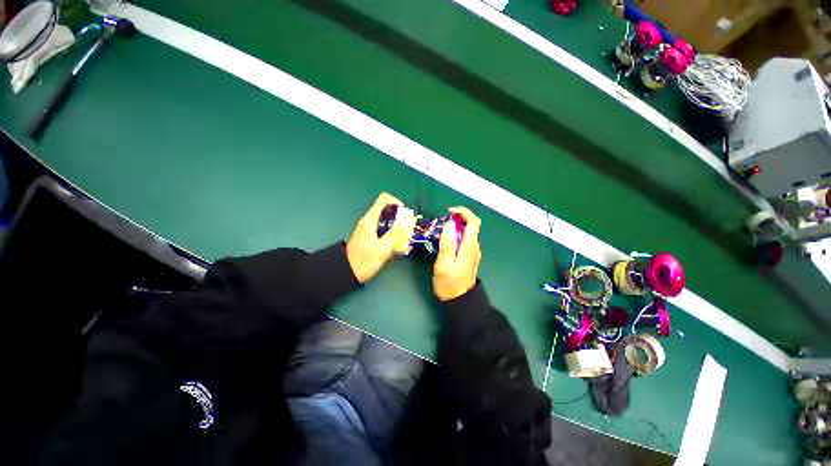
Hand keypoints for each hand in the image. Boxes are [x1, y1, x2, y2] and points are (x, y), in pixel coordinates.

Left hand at [346, 193, 412, 282]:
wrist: (347, 273)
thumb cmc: (365, 260)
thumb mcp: (383, 248)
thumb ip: (396, 234)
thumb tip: (408, 223)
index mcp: (370, 219)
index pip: (384, 199)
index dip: (397, 202)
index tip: (405, 214)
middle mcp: (369, 221)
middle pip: (387, 210)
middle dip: (400, 218)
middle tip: (409, 229)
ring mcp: (368, 229)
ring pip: (386, 221)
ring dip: (397, 227)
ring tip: (405, 239)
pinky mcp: (369, 236)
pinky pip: (383, 230)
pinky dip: (391, 234)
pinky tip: (396, 246)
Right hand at [433, 207, 481, 300]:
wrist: (460, 301)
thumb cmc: (449, 284)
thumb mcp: (444, 264)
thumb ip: (447, 244)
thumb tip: (449, 224)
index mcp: (469, 246)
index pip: (473, 222)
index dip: (463, 212)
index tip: (449, 212)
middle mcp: (474, 247)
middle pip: (471, 225)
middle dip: (457, 219)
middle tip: (441, 222)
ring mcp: (472, 252)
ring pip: (467, 233)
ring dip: (455, 227)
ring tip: (441, 231)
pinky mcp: (469, 257)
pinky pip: (464, 240)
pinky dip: (456, 235)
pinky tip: (446, 242)